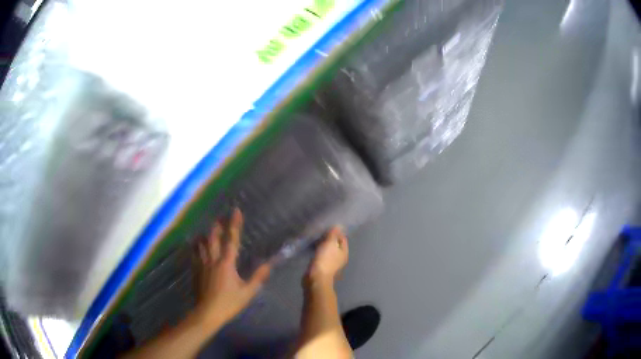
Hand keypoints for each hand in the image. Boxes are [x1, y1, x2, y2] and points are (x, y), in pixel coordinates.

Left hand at [194, 208, 270, 328]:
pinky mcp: (195, 271)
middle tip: (219, 217)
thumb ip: (258, 277)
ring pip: (201, 244)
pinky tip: (196, 246)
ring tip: (207, 230)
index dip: (234, 224)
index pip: (231, 240)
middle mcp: (213, 260)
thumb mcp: (247, 292)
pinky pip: (194, 254)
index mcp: (226, 263)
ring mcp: (202, 265)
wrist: (207, 312)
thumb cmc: (229, 303)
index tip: (236, 211)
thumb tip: (269, 264)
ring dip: (205, 235)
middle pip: (213, 238)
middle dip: (217, 226)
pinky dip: (195, 247)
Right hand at [306, 227, 348, 284]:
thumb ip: (333, 234)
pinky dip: (318, 251)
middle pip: (335, 245)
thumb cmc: (325, 260)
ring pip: (328, 250)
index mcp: (344, 252)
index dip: (337, 232)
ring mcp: (331, 263)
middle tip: (320, 231)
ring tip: (315, 237)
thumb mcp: (330, 243)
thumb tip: (338, 226)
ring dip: (322, 244)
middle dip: (329, 238)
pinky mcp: (322, 266)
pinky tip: (312, 247)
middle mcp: (339, 258)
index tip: (328, 227)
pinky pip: (321, 255)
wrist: (316, 278)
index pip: (343, 238)